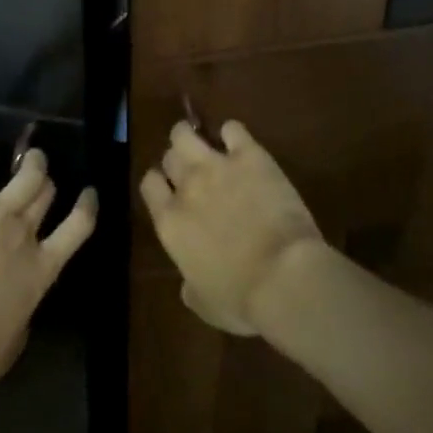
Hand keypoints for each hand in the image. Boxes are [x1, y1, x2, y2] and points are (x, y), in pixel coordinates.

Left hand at [0, 148, 95, 401]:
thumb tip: (21, 309)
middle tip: (39, 177)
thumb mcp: (7, 351)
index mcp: (40, 272)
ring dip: (30, 160)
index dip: (87, 205)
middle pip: (47, 193)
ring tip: (25, 155)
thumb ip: (22, 320)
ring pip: (27, 171)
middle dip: (46, 182)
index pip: (79, 226)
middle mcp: (25, 234)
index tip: (88, 193)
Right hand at [139, 116, 321, 334]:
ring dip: (192, 136)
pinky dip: (232, 134)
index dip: (160, 184)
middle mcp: (187, 186)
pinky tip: (240, 146)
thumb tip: (188, 281)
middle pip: (169, 156)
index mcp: (170, 222)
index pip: (149, 184)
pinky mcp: (249, 155)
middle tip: (193, 172)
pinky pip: (232, 128)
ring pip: (186, 133)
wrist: (283, 276)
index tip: (171, 191)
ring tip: (206, 144)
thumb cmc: (242, 300)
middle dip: (177, 161)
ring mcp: (216, 165)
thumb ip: (190, 285)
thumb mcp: (205, 304)